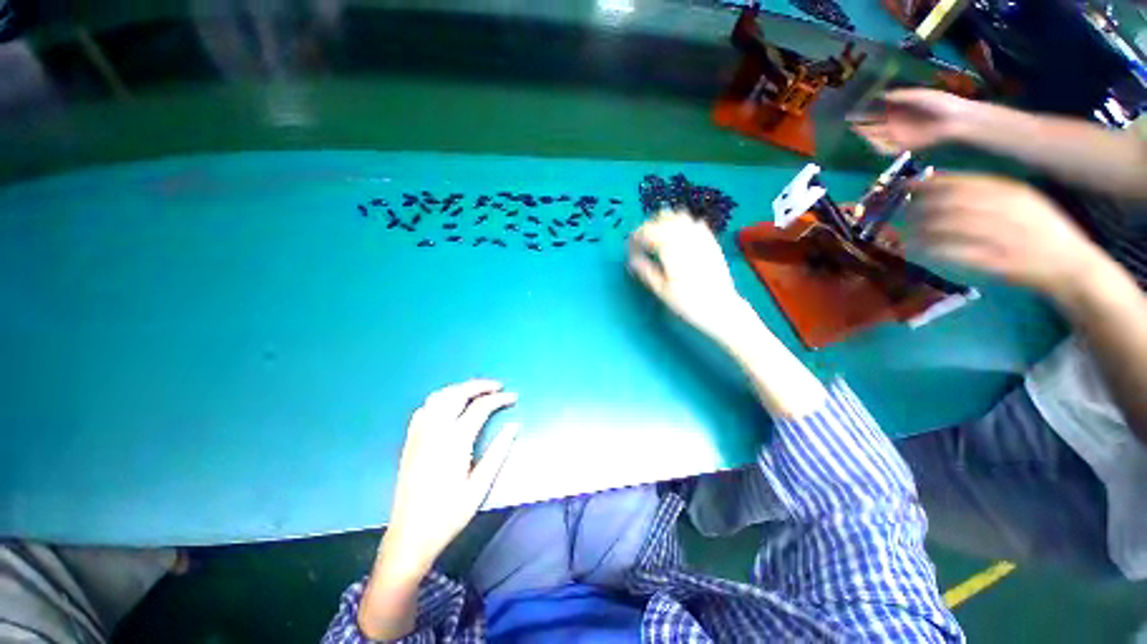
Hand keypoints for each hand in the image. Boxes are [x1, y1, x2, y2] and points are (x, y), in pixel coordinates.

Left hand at [376, 379, 518, 583]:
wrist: (410, 536)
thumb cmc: (449, 514)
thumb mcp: (480, 487)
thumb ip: (498, 452)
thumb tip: (514, 426)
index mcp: (454, 442)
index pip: (480, 407)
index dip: (500, 399)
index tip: (514, 397)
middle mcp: (435, 431)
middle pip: (457, 393)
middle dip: (480, 385)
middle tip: (497, 387)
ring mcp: (419, 434)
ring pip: (439, 397)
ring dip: (460, 389)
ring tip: (477, 392)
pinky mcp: (410, 441)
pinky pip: (424, 409)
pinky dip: (441, 400)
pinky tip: (450, 407)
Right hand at [628, 210, 750, 342]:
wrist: (720, 308)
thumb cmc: (687, 301)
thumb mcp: (661, 289)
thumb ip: (645, 270)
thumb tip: (631, 258)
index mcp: (670, 247)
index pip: (648, 231)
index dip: (636, 236)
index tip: (630, 246)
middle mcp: (686, 236)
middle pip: (663, 219)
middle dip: (649, 227)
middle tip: (641, 242)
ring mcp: (701, 236)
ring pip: (680, 217)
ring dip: (666, 222)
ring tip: (659, 237)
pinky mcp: (711, 241)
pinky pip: (695, 223)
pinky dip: (683, 226)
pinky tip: (679, 238)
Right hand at [851, 88, 976, 154]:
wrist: (955, 120)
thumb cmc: (939, 103)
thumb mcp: (917, 95)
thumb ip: (898, 96)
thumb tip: (878, 94)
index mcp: (898, 110)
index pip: (876, 112)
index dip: (864, 111)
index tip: (851, 110)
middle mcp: (895, 123)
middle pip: (873, 125)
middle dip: (861, 124)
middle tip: (848, 122)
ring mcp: (898, 136)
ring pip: (876, 137)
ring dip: (866, 136)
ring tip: (856, 131)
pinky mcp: (903, 147)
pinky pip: (885, 150)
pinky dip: (877, 147)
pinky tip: (871, 142)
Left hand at [909, 174, 1108, 302]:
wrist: (1073, 266)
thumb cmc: (1043, 232)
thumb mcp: (1022, 203)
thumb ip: (989, 193)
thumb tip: (945, 185)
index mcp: (1014, 193)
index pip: (963, 183)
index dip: (930, 184)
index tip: (905, 187)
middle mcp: (1008, 210)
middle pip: (952, 203)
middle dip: (920, 206)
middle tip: (899, 212)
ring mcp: (1004, 235)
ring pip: (950, 227)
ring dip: (921, 229)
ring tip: (903, 233)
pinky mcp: (999, 260)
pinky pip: (957, 252)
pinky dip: (933, 250)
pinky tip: (917, 250)